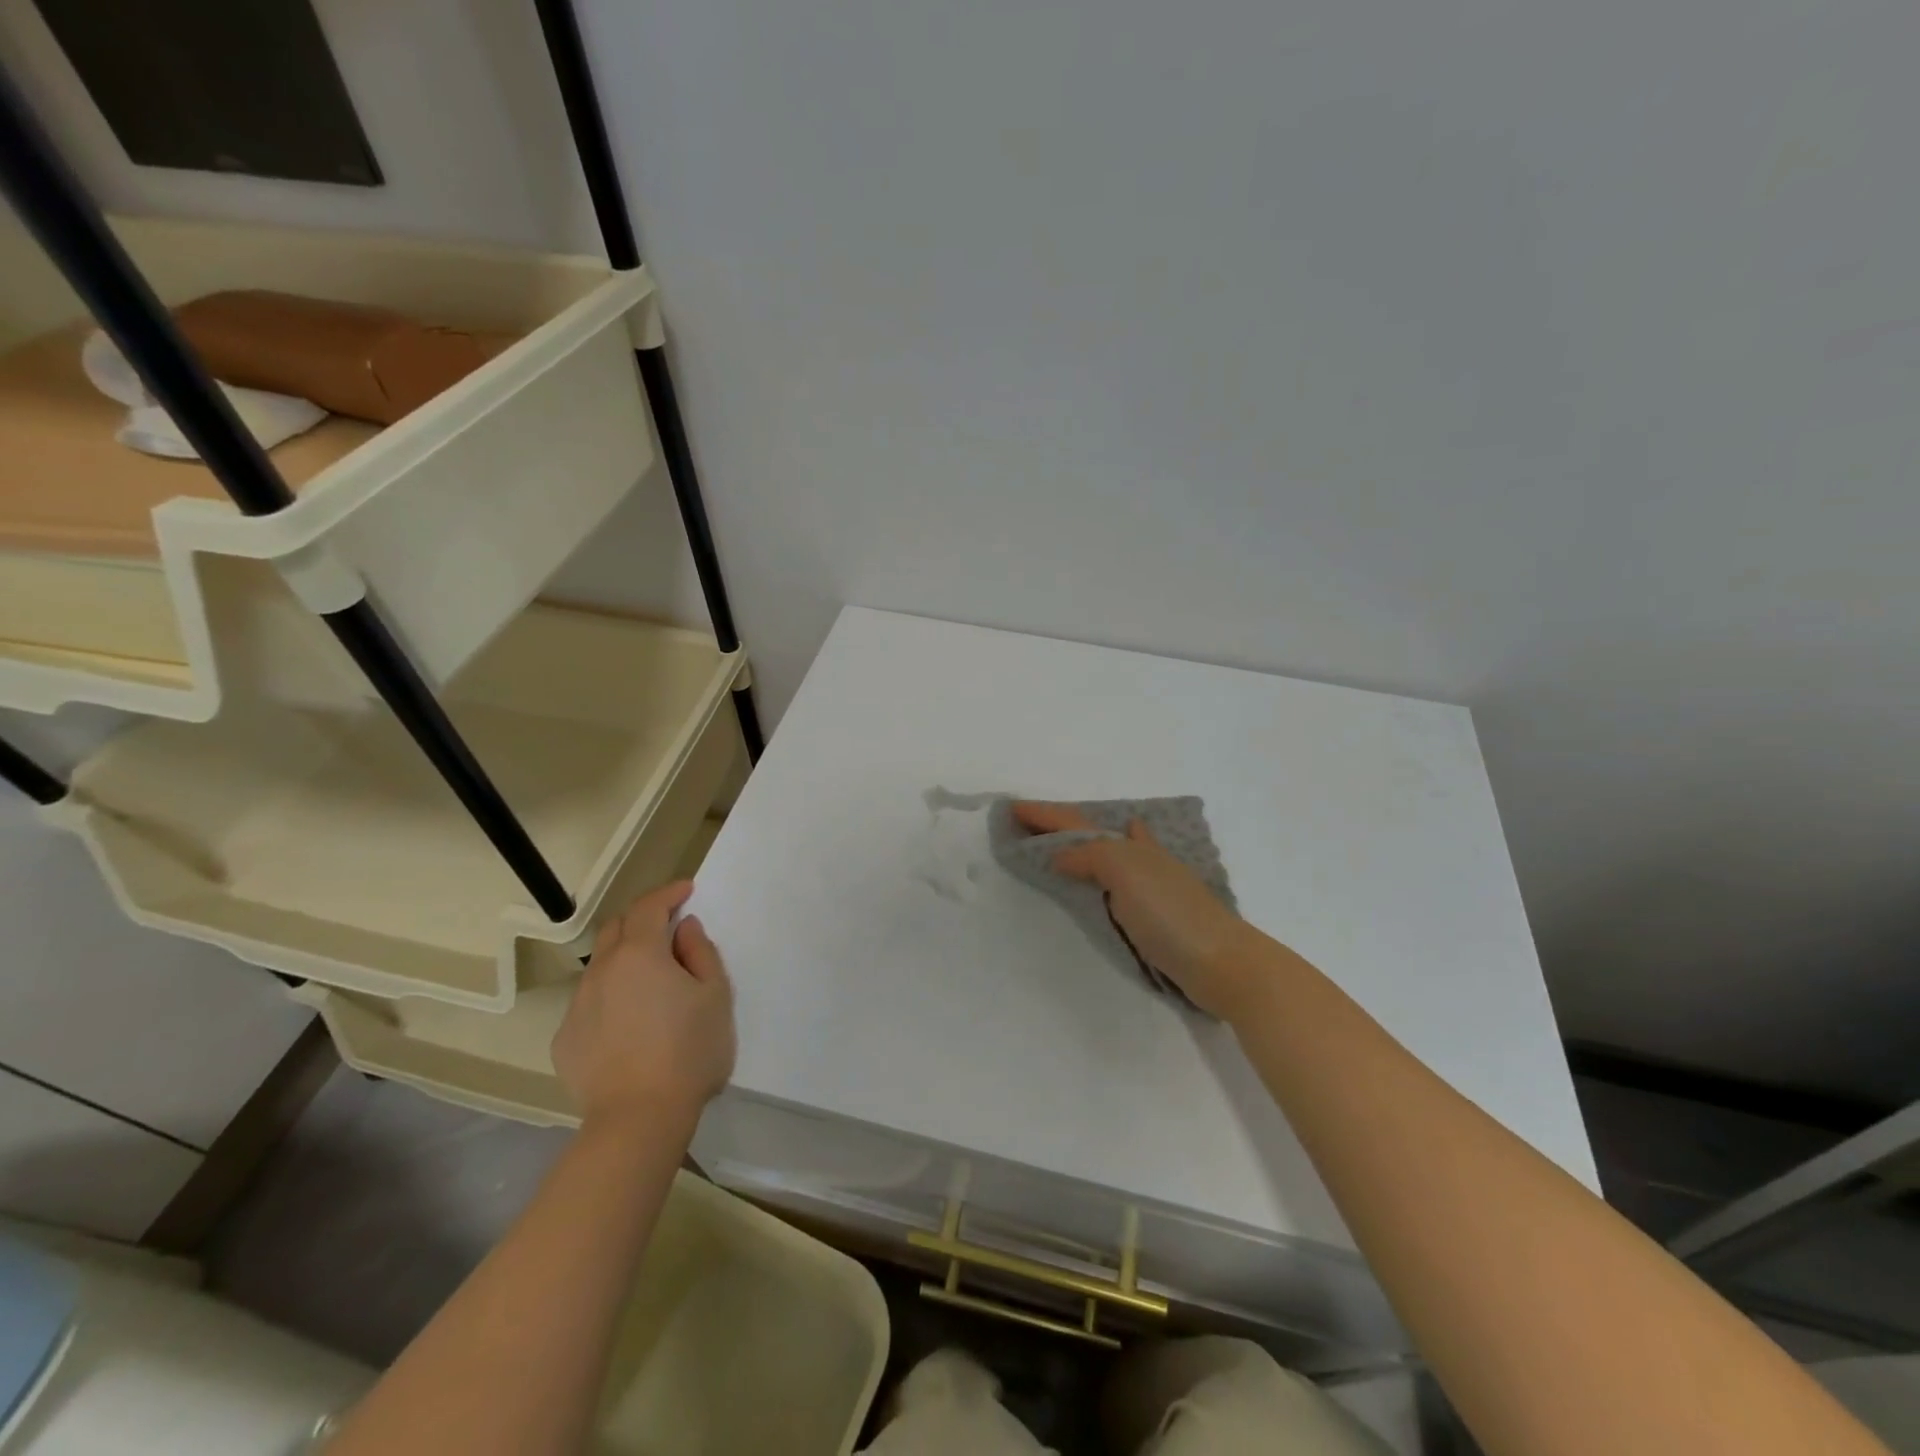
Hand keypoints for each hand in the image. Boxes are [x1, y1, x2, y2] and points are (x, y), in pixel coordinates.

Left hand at [553, 881, 735, 1128]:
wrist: (638, 1119)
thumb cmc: (689, 1050)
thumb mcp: (716, 994)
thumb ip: (700, 952)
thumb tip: (684, 929)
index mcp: (640, 953)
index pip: (649, 906)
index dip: (669, 892)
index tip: (687, 890)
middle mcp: (602, 970)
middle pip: (617, 928)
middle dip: (642, 919)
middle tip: (669, 929)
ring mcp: (578, 1006)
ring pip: (601, 966)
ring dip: (625, 959)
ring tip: (652, 982)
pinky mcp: (566, 1040)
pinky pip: (590, 1003)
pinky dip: (611, 996)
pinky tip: (630, 1023)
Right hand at [1011, 802, 1261, 1019]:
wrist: (1224, 964)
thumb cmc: (1172, 914)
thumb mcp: (1126, 873)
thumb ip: (1091, 855)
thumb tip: (1058, 856)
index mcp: (1130, 846)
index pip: (1078, 823)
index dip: (1045, 815)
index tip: (1012, 808)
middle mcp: (1140, 859)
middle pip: (1092, 835)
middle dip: (1061, 825)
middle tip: (1028, 822)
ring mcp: (1150, 886)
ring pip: (1105, 855)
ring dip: (1079, 844)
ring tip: (1056, 840)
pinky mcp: (1155, 916)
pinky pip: (1115, 883)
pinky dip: (1102, 870)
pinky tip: (1108, 871)